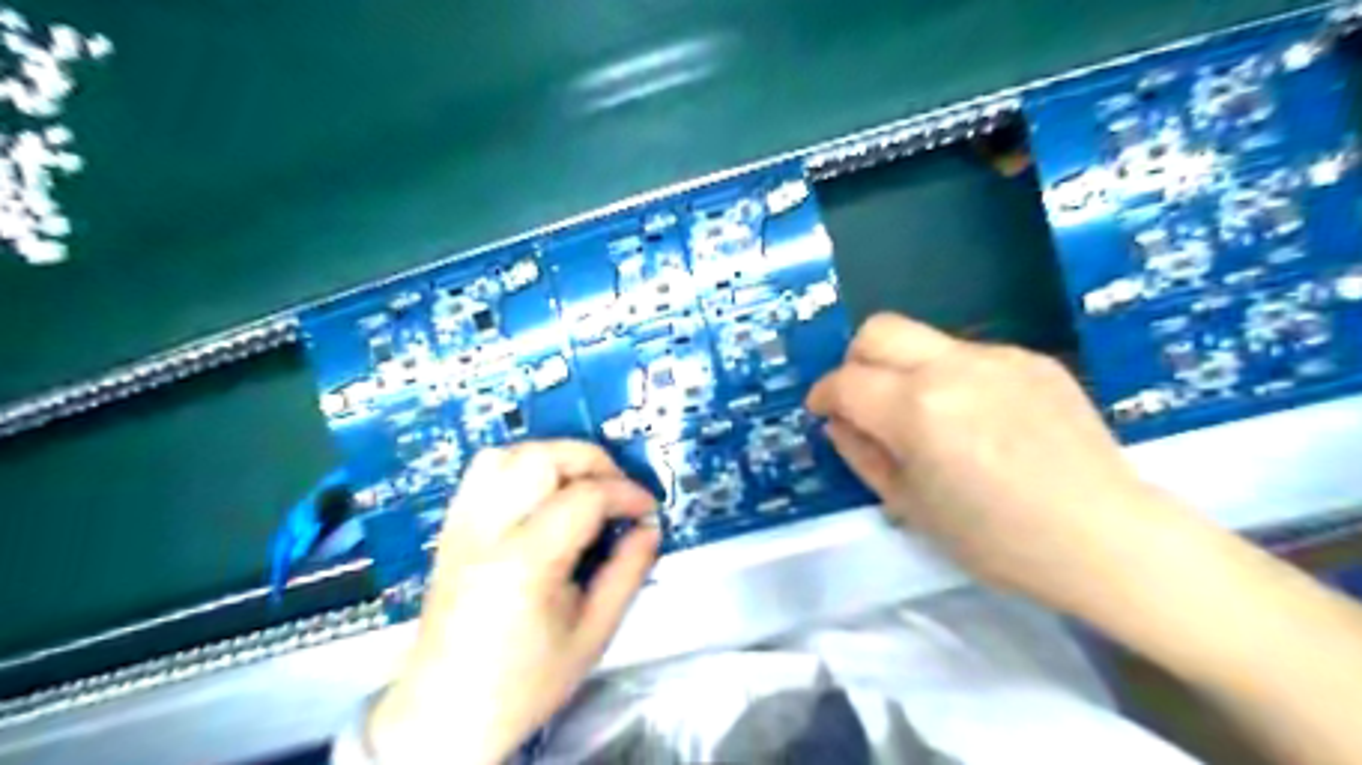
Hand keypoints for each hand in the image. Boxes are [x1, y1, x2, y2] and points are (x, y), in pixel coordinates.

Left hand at [361, 440, 659, 761]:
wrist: (446, 714)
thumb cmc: (525, 682)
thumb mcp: (593, 634)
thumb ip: (627, 572)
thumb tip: (650, 528)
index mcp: (524, 562)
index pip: (585, 497)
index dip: (627, 494)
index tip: (648, 510)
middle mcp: (487, 530)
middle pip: (542, 457)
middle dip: (592, 461)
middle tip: (618, 491)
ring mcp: (462, 525)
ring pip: (508, 454)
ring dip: (554, 458)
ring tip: (581, 486)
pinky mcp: (451, 528)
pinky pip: (483, 472)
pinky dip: (521, 466)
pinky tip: (542, 494)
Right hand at [805, 309, 1194, 608]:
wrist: (1105, 537)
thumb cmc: (997, 539)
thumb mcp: (910, 507)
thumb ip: (862, 454)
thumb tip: (840, 422)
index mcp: (916, 409)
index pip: (846, 380)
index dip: (824, 395)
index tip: (824, 412)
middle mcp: (951, 367)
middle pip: (879, 330)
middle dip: (856, 360)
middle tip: (864, 401)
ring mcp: (997, 357)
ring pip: (925, 340)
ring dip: (907, 370)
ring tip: (930, 418)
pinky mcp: (1033, 359)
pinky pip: (970, 355)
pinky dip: (953, 378)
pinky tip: (979, 419)